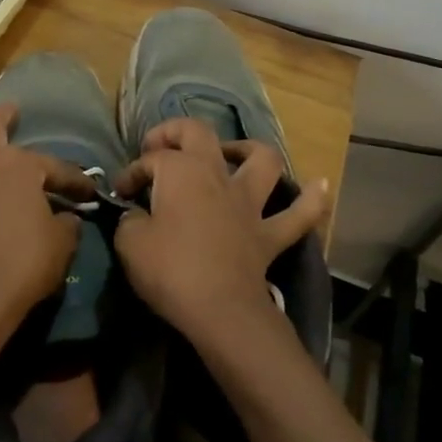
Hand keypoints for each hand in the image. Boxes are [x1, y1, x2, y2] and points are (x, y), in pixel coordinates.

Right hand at [111, 119, 328, 345]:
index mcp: (180, 171)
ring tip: (232, 153)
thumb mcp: (129, 242)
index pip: (150, 160)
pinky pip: (300, 214)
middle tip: (159, 148)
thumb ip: (130, 220)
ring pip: (260, 160)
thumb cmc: (170, 270)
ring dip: (247, 150)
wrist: (220, 310)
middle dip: (174, 132)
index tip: (121, 195)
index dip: (131, 173)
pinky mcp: (270, 234)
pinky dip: (312, 199)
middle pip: (198, 134)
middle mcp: (217, 175)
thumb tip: (137, 215)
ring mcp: (249, 202)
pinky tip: (320, 184)